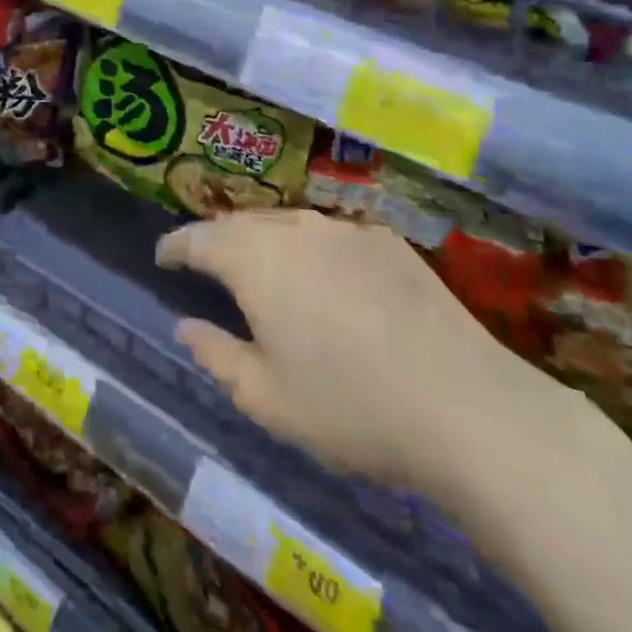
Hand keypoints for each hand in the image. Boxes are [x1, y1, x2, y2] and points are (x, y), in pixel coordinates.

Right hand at [157, 210, 537, 494]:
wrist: (469, 408)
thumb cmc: (351, 407)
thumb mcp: (268, 399)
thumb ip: (217, 356)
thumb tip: (185, 325)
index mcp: (254, 260)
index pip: (198, 239)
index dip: (175, 246)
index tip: (162, 257)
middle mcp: (294, 230)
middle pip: (241, 224)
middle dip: (218, 241)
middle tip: (209, 266)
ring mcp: (345, 230)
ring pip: (288, 226)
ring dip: (266, 244)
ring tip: (265, 272)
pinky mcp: (388, 242)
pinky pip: (332, 236)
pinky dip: (314, 252)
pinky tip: (330, 283)